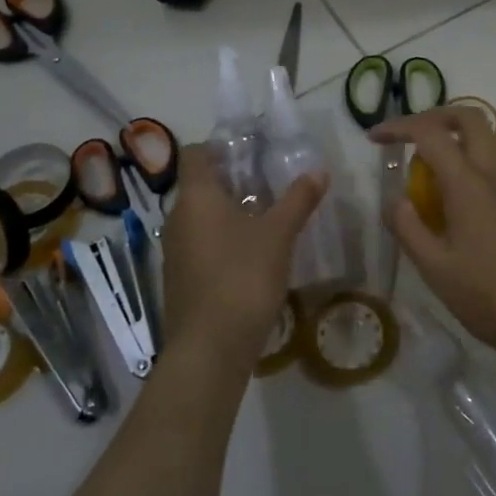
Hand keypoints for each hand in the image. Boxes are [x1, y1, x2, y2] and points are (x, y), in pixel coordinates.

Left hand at [162, 144, 326, 370]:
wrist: (210, 348)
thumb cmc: (243, 277)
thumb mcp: (279, 235)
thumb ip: (298, 200)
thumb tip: (319, 171)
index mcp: (196, 198)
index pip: (194, 154)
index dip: (219, 147)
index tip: (250, 151)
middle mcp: (177, 219)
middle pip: (200, 186)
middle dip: (232, 180)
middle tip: (269, 181)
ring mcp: (176, 252)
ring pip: (201, 217)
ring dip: (228, 212)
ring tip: (266, 216)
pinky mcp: (181, 279)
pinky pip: (201, 245)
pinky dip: (222, 240)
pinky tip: (252, 254)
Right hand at [373, 106, 495, 365]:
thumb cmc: (487, 298)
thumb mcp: (434, 268)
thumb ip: (407, 227)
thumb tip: (394, 199)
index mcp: (470, 185)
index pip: (431, 134)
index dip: (399, 127)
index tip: (375, 137)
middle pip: (469, 118)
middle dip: (433, 117)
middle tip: (407, 138)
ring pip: (487, 138)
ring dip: (455, 139)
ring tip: (428, 172)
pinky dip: (472, 160)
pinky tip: (458, 199)